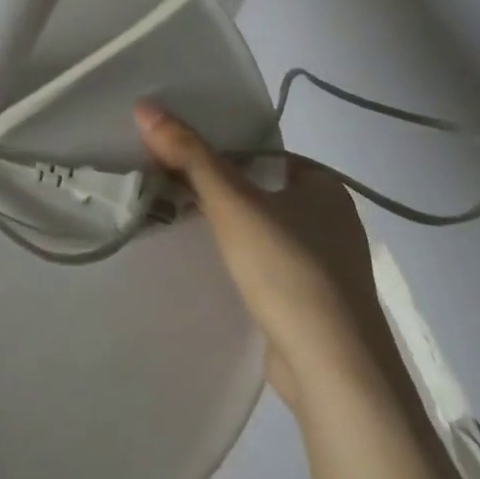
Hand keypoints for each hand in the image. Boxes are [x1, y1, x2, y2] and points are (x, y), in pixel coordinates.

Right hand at [135, 99, 382, 403]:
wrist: (334, 372)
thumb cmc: (288, 269)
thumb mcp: (231, 202)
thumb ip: (188, 153)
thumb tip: (144, 106)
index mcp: (324, 185)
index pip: (260, 153)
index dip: (218, 151)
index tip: (177, 156)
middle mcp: (333, 219)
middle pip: (259, 190)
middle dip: (218, 190)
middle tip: (169, 186)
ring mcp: (328, 265)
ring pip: (263, 230)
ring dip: (228, 228)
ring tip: (178, 220)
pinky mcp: (316, 304)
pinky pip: (269, 266)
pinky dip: (242, 261)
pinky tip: (210, 265)